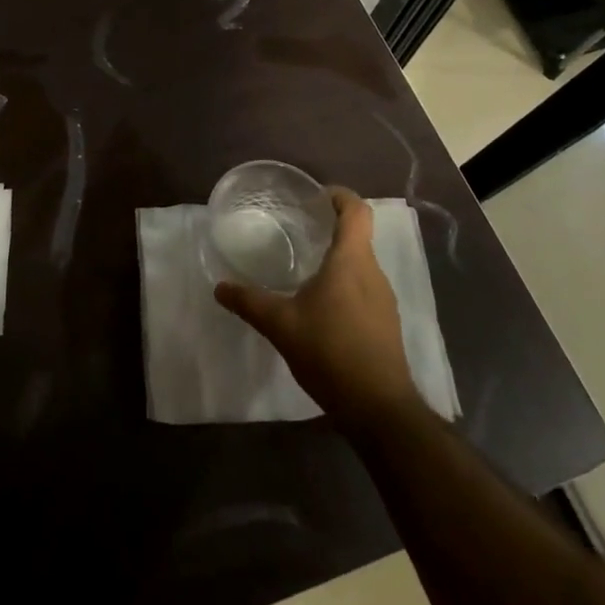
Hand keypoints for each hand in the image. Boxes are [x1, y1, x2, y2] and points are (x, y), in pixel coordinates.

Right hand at [214, 188, 420, 433]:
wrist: (378, 409)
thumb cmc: (330, 352)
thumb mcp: (281, 325)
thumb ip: (249, 302)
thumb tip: (219, 287)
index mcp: (351, 261)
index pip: (356, 211)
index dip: (339, 196)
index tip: (314, 197)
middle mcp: (373, 273)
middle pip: (358, 235)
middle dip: (330, 228)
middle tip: (298, 229)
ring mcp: (383, 300)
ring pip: (361, 264)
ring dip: (337, 258)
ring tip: (304, 267)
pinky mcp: (385, 323)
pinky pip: (364, 289)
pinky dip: (344, 284)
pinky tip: (320, 306)